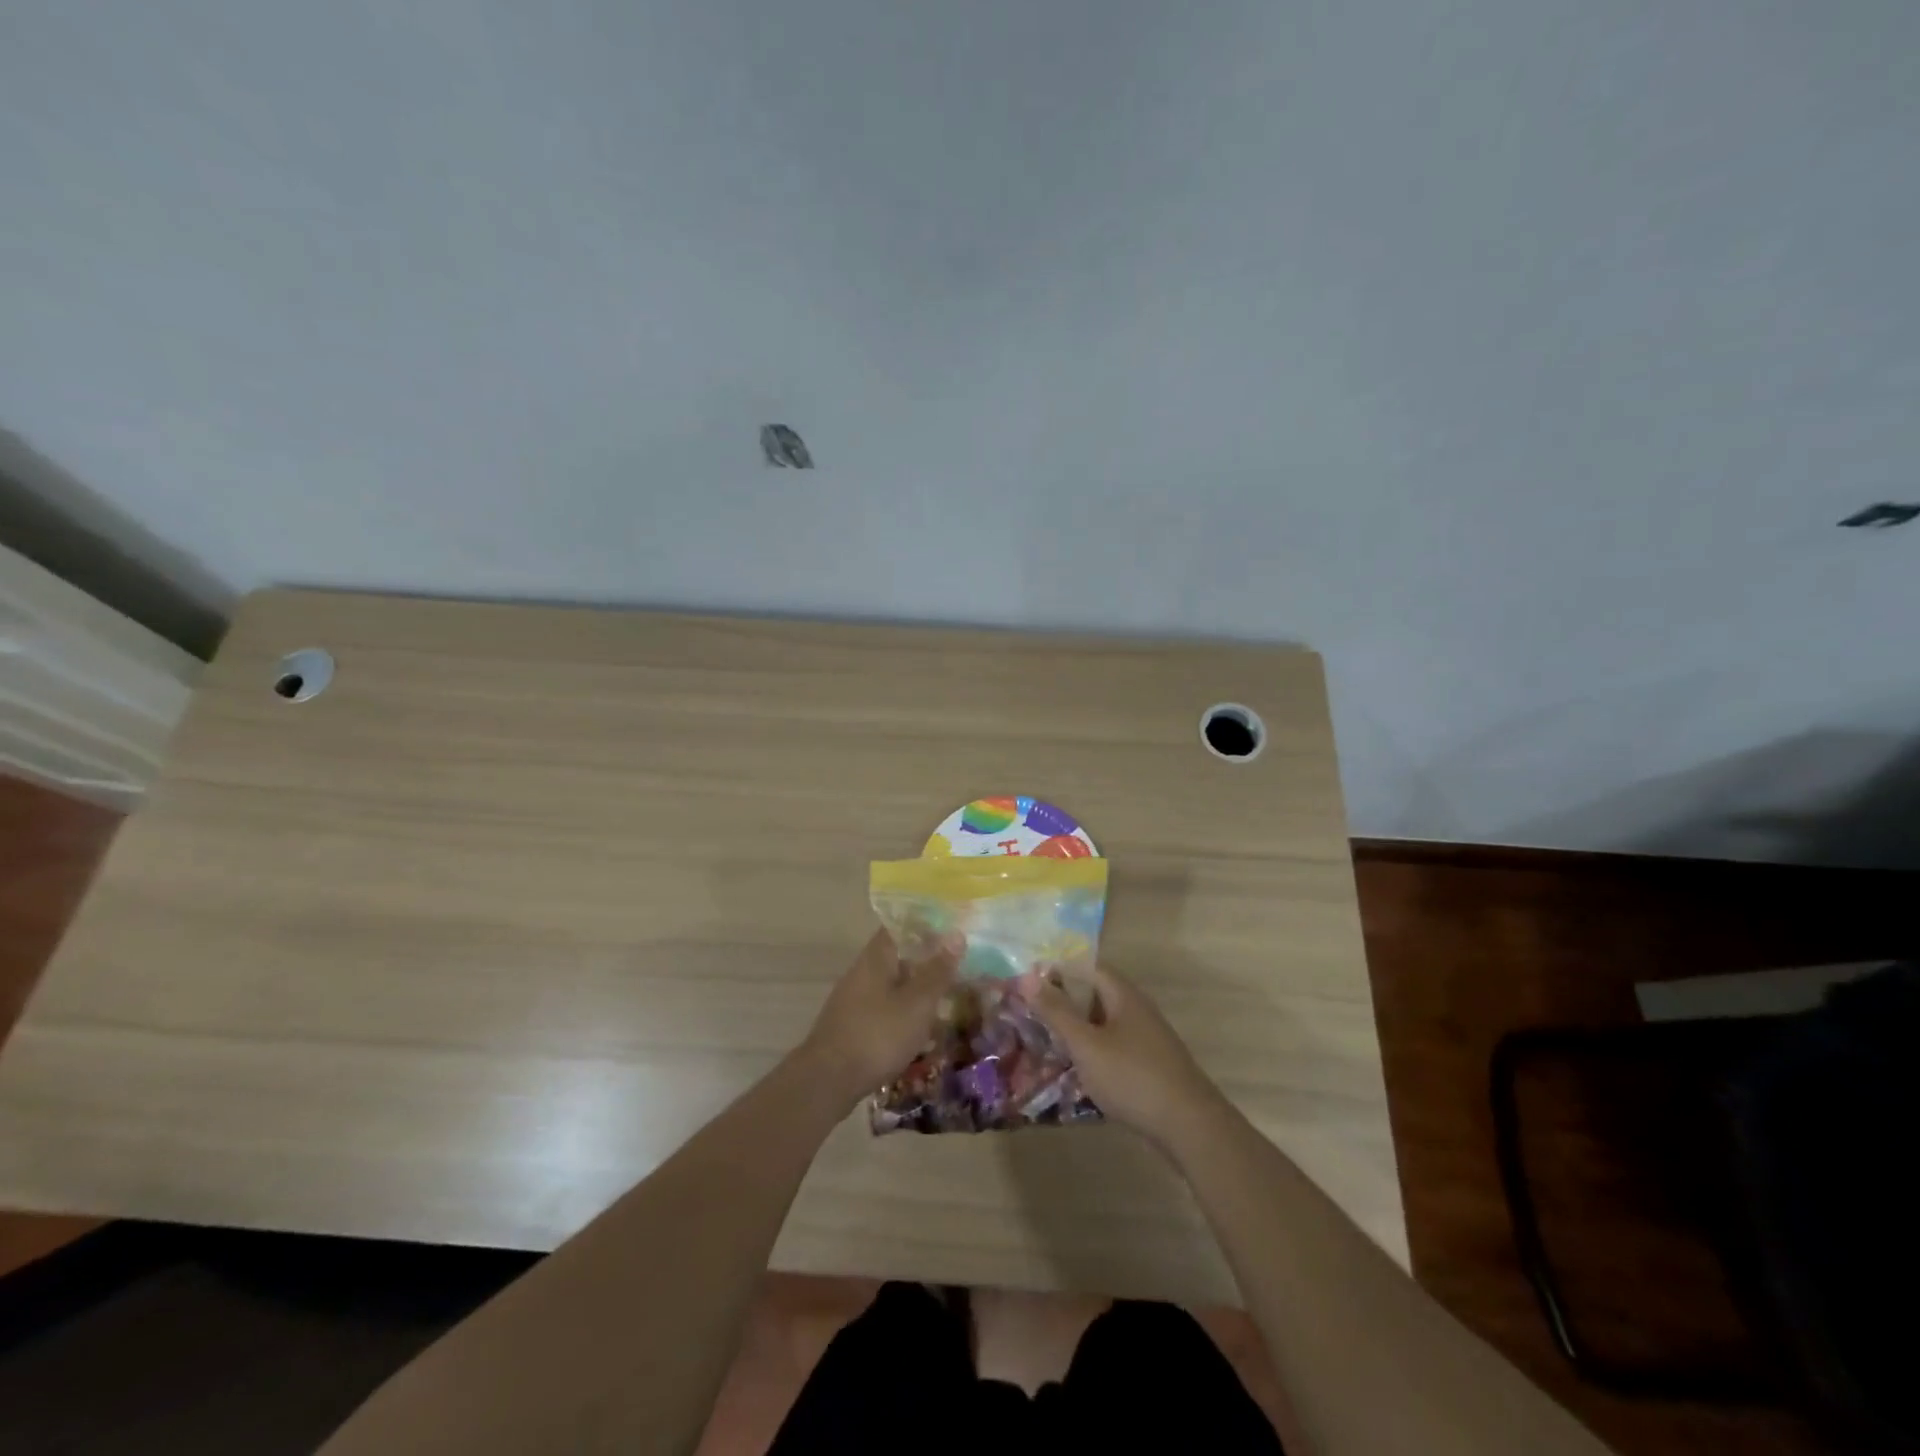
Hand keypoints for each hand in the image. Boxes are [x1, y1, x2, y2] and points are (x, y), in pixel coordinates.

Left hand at [800, 930, 957, 1105]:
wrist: (828, 1081)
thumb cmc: (877, 1035)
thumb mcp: (917, 1003)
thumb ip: (937, 971)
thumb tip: (956, 934)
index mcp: (876, 957)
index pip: (900, 927)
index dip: (926, 925)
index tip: (952, 930)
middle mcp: (862, 972)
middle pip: (898, 956)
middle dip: (926, 961)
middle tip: (958, 968)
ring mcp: (855, 999)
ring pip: (893, 985)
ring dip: (917, 990)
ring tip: (946, 1001)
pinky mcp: (853, 1025)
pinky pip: (885, 1009)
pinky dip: (905, 1013)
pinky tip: (922, 1031)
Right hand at [1030, 965, 1227, 1149]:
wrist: (1189, 1126)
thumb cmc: (1132, 1077)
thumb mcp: (1086, 1044)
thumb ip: (1057, 1012)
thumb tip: (1028, 976)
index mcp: (1123, 996)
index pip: (1087, 968)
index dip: (1059, 971)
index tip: (1030, 984)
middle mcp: (1138, 1010)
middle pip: (1096, 995)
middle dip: (1065, 1002)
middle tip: (1033, 1014)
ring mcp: (1148, 1039)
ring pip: (1105, 1023)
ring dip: (1079, 1029)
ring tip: (1049, 1043)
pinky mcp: (1151, 1066)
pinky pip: (1115, 1047)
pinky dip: (1094, 1051)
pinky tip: (1079, 1071)